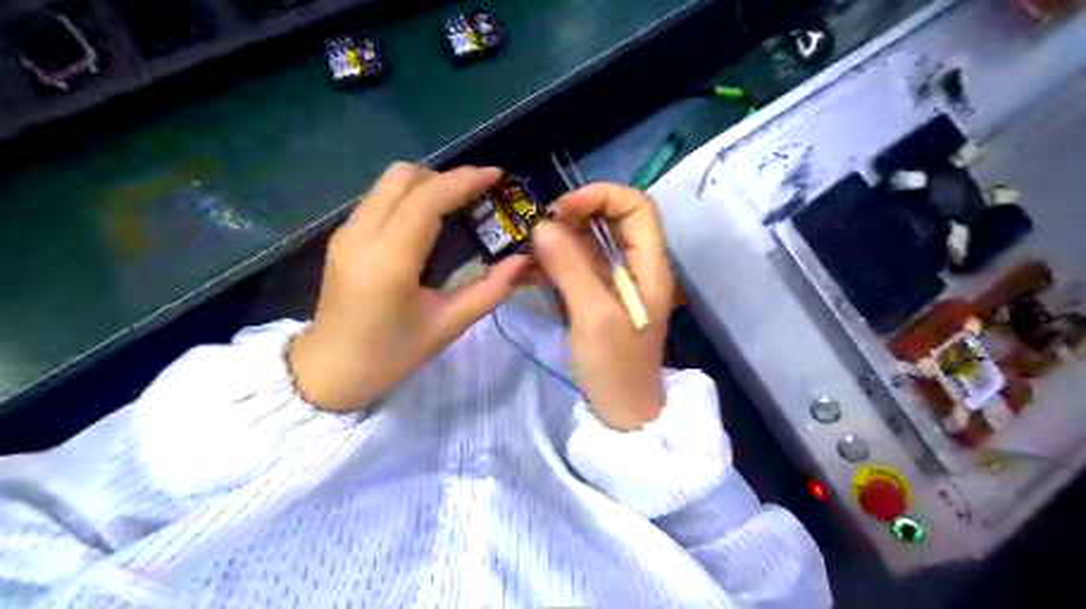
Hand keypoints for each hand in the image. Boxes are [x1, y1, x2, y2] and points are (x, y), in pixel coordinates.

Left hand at [286, 165, 528, 414]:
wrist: (330, 371)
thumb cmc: (391, 355)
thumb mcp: (447, 326)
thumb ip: (489, 291)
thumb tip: (522, 261)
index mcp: (389, 261)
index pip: (426, 200)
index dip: (463, 181)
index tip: (495, 176)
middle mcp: (361, 235)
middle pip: (402, 177)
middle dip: (444, 177)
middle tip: (475, 197)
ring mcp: (346, 233)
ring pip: (388, 183)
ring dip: (426, 184)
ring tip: (457, 206)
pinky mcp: (342, 237)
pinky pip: (379, 199)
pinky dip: (409, 197)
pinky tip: (428, 222)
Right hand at [533, 184, 675, 431]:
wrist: (621, 412)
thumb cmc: (616, 368)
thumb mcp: (594, 317)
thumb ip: (571, 268)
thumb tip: (542, 226)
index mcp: (648, 265)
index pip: (636, 206)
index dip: (601, 196)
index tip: (562, 212)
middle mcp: (634, 265)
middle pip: (609, 219)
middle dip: (573, 218)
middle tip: (539, 233)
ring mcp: (614, 281)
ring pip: (587, 242)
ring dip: (556, 241)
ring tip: (525, 255)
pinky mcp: (595, 296)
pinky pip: (574, 266)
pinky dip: (551, 263)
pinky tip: (525, 272)